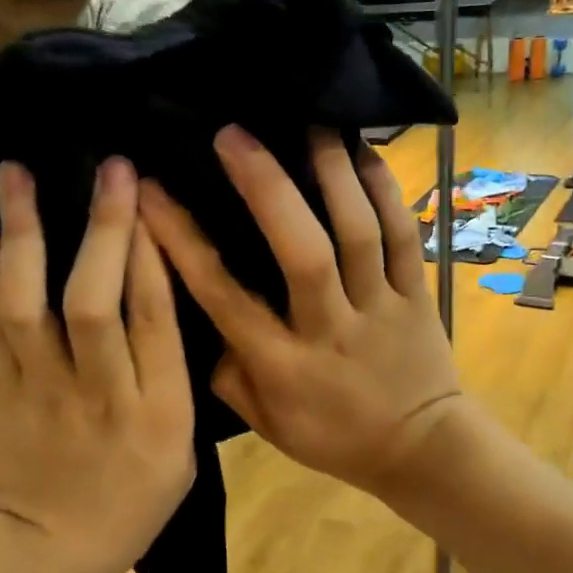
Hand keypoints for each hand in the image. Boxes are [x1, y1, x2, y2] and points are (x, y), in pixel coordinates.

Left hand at [0, 158, 194, 572]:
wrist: (45, 552)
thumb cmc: (130, 506)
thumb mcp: (182, 454)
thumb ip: (176, 383)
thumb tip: (162, 304)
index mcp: (158, 411)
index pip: (156, 320)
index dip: (152, 255)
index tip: (150, 199)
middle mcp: (99, 392)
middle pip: (95, 302)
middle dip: (104, 230)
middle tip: (111, 169)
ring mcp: (39, 389)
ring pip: (28, 302)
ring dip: (24, 232)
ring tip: (17, 170)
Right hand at [140, 126, 467, 502]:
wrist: (421, 449)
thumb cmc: (335, 438)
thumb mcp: (266, 425)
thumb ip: (228, 375)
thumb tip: (202, 318)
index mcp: (284, 366)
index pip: (223, 296)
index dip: (182, 241)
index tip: (151, 191)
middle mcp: (330, 328)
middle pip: (300, 250)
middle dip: (264, 187)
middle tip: (233, 135)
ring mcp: (380, 307)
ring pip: (359, 233)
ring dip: (332, 173)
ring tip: (308, 122)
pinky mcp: (417, 294)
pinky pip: (404, 236)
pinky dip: (386, 192)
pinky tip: (364, 153)